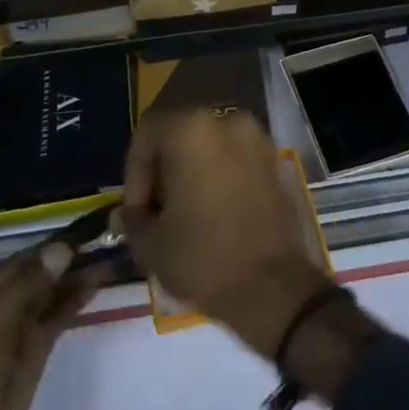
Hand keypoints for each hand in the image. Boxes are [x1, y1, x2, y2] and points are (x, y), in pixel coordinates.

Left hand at [0, 239, 102, 409]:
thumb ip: (31, 282)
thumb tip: (64, 247)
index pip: (23, 261)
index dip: (52, 246)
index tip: (86, 231)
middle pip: (39, 276)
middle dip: (68, 261)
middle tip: (105, 241)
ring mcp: (17, 330)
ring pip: (51, 296)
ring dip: (76, 278)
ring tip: (109, 258)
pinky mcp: (34, 351)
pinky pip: (57, 318)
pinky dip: (75, 300)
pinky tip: (96, 284)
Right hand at [122, 108, 332, 358]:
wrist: (274, 288)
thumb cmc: (204, 258)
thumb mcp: (150, 244)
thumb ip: (133, 218)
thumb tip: (132, 212)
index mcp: (192, 129)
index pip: (147, 133)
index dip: (134, 171)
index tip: (138, 210)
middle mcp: (227, 121)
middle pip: (180, 135)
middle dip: (164, 171)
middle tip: (158, 212)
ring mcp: (257, 139)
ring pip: (210, 146)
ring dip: (192, 172)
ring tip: (186, 215)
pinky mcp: (276, 162)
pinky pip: (236, 159)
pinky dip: (220, 176)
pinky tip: (215, 214)